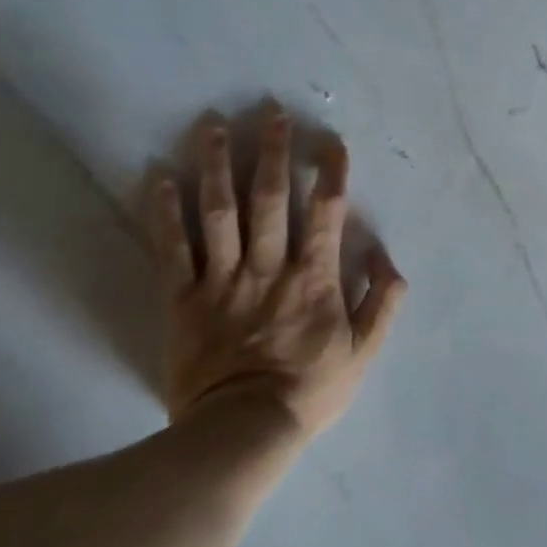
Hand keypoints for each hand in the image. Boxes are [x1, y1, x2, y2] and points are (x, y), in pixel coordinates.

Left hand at [146, 109, 406, 444]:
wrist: (243, 432)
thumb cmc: (310, 389)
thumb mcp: (365, 350)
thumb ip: (382, 301)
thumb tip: (387, 257)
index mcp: (313, 277)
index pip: (325, 213)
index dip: (331, 174)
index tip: (332, 142)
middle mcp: (268, 267)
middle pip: (269, 200)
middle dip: (272, 153)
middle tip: (270, 113)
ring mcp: (222, 280)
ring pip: (218, 213)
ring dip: (216, 166)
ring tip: (211, 125)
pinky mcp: (184, 299)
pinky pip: (172, 249)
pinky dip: (164, 212)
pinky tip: (158, 177)